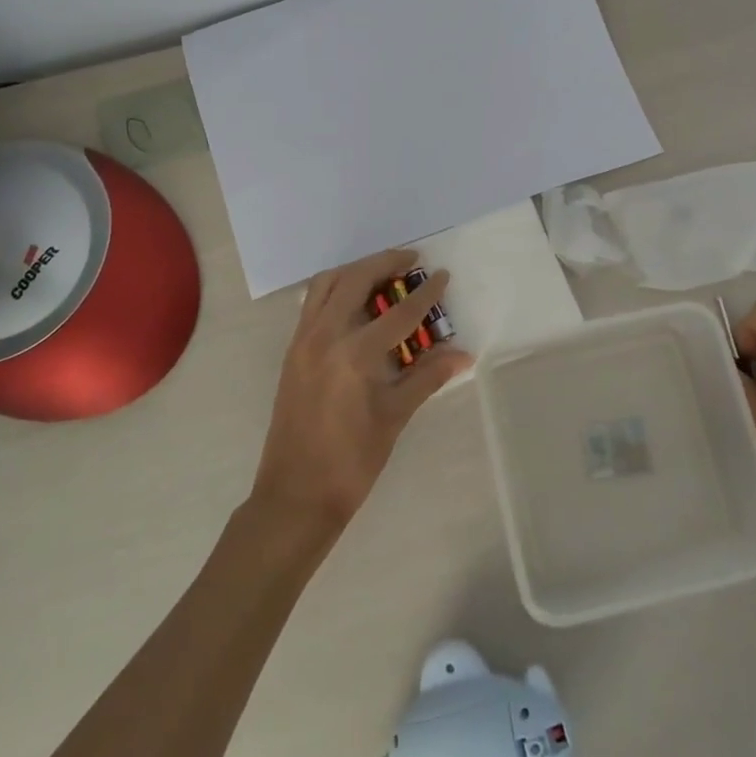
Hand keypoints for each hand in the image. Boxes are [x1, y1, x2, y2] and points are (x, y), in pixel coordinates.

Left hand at [251, 248, 472, 534]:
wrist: (295, 496)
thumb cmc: (352, 461)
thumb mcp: (394, 417)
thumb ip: (427, 377)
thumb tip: (463, 354)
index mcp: (354, 354)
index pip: (399, 312)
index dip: (425, 293)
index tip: (442, 275)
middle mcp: (324, 336)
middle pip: (356, 280)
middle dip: (385, 263)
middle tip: (411, 260)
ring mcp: (302, 341)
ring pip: (327, 284)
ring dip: (356, 271)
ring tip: (382, 273)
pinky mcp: (292, 351)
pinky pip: (312, 303)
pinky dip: (334, 289)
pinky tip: (354, 302)